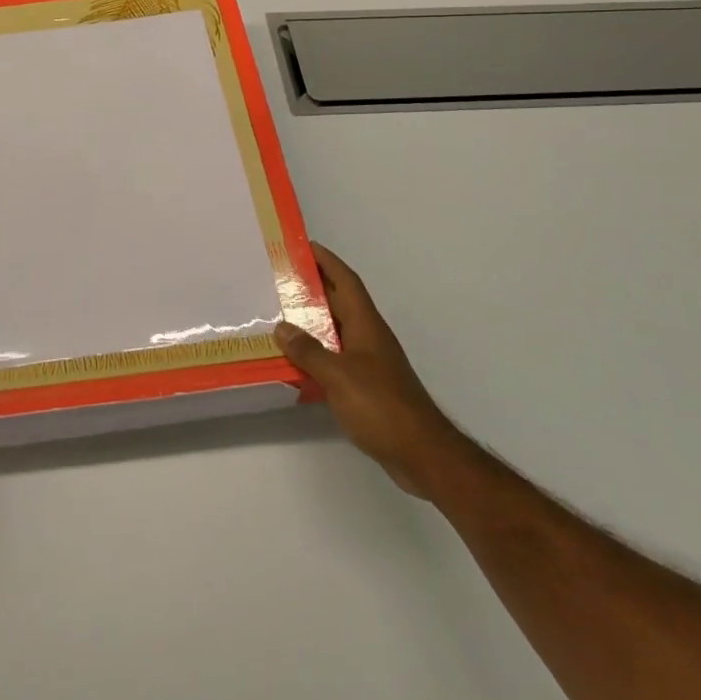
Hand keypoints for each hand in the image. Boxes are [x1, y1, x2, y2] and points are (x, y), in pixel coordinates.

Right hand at [275, 243, 456, 497]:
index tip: (303, 245)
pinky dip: (316, 353)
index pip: (346, 281)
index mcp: (366, 325)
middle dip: (312, 288)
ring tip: (278, 316)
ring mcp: (369, 363)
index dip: (327, 260)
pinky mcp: (367, 387)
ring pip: (336, 331)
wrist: (422, 454)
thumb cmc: (381, 406)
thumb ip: (309, 351)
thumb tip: (282, 327)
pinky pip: (336, 358)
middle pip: (339, 302)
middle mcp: (368, 337)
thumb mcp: (339, 375)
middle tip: (279, 279)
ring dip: (312, 322)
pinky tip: (296, 362)